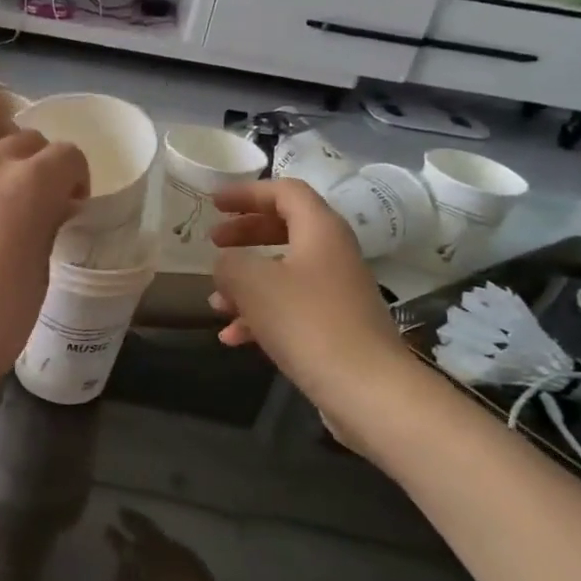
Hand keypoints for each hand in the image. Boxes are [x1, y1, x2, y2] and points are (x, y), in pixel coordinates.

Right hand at [208, 179, 414, 427]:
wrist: (366, 389)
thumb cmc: (306, 322)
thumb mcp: (252, 283)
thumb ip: (230, 263)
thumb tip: (227, 264)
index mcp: (320, 230)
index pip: (285, 192)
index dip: (247, 193)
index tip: (214, 204)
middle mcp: (332, 254)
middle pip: (284, 228)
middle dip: (245, 234)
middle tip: (213, 241)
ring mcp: (336, 292)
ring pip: (283, 272)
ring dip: (246, 282)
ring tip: (215, 301)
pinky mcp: (334, 326)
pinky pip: (290, 308)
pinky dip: (260, 315)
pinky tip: (232, 338)